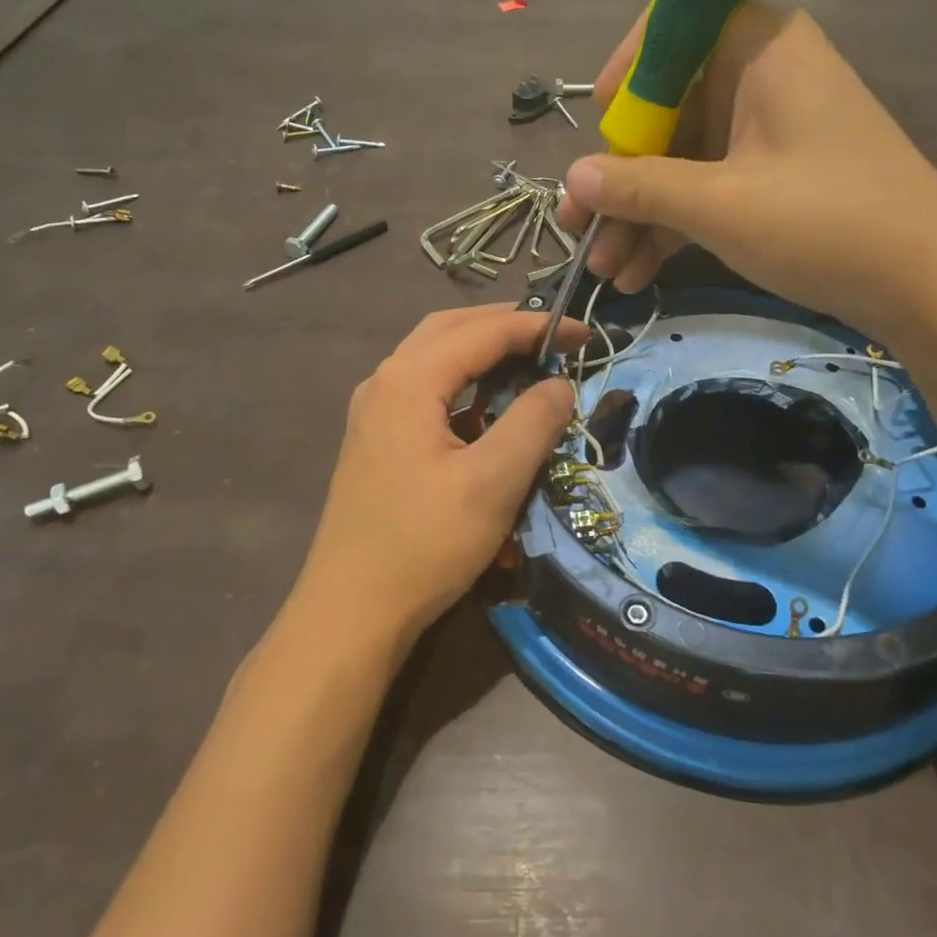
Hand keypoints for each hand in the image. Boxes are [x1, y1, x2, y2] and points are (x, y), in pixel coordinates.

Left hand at [292, 305, 587, 641]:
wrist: (351, 612)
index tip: (584, 334)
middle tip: (553, 337)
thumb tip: (561, 384)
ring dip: (480, 350)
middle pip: (450, 329)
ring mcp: (373, 410)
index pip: (483, 331)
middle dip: (504, 325)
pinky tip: (485, 408)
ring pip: (433, 356)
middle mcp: (385, 380)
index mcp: (409, 379)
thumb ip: (533, 422)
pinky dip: (460, 382)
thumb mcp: (493, 481)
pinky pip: (423, 389)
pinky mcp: (375, 439)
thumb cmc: (424, 543)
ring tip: (526, 361)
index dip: (537, 327)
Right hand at [560, 0, 936, 330]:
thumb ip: (641, 187)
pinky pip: (710, 187)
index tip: (597, 125)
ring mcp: (770, 131)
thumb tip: (572, 177)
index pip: (674, 27)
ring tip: (601, 268)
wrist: (931, 287)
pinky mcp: (776, 178)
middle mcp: (763, 77)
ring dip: (641, 213)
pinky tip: (637, 275)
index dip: (627, 74)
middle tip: (577, 224)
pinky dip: (676, 226)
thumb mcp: (720, 205)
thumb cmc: (826, 223)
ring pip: (684, 158)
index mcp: (760, 48)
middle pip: (670, 108)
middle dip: (621, 174)